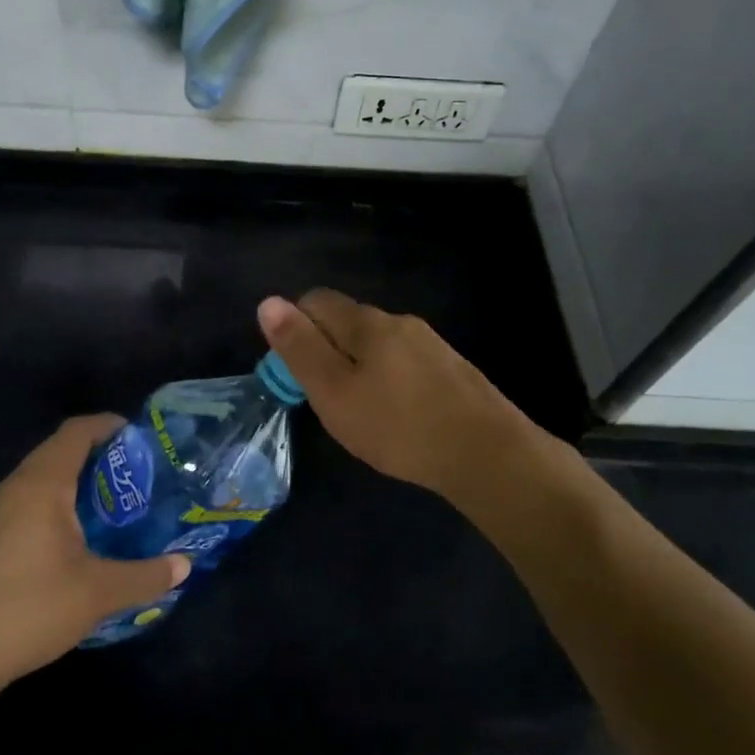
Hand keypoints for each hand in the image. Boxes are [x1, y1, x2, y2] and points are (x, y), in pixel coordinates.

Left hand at [0, 415, 190, 686]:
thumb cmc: (30, 608)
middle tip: (139, 474)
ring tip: (116, 502)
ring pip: (43, 476)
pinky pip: (31, 499)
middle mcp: (17, 486)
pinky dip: (59, 501)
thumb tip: (185, 565)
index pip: (77, 432)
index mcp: (42, 484)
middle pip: (60, 449)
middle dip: (100, 454)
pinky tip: (79, 535)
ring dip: (78, 479)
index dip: (109, 426)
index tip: (142, 439)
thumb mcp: (99, 593)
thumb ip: (146, 576)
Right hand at [258, 289, 545, 506]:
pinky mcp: (452, 368)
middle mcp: (398, 321)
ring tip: (359, 409)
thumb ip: (300, 348)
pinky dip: (388, 378)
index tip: (294, 371)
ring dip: (358, 364)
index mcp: (366, 322)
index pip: (315, 300)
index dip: (294, 327)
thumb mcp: (334, 392)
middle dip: (326, 347)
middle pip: (348, 320)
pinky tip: (396, 414)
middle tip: (324, 396)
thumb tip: (268, 302)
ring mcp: (430, 343)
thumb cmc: (397, 426)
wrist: (487, 453)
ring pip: (378, 343)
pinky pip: (404, 361)